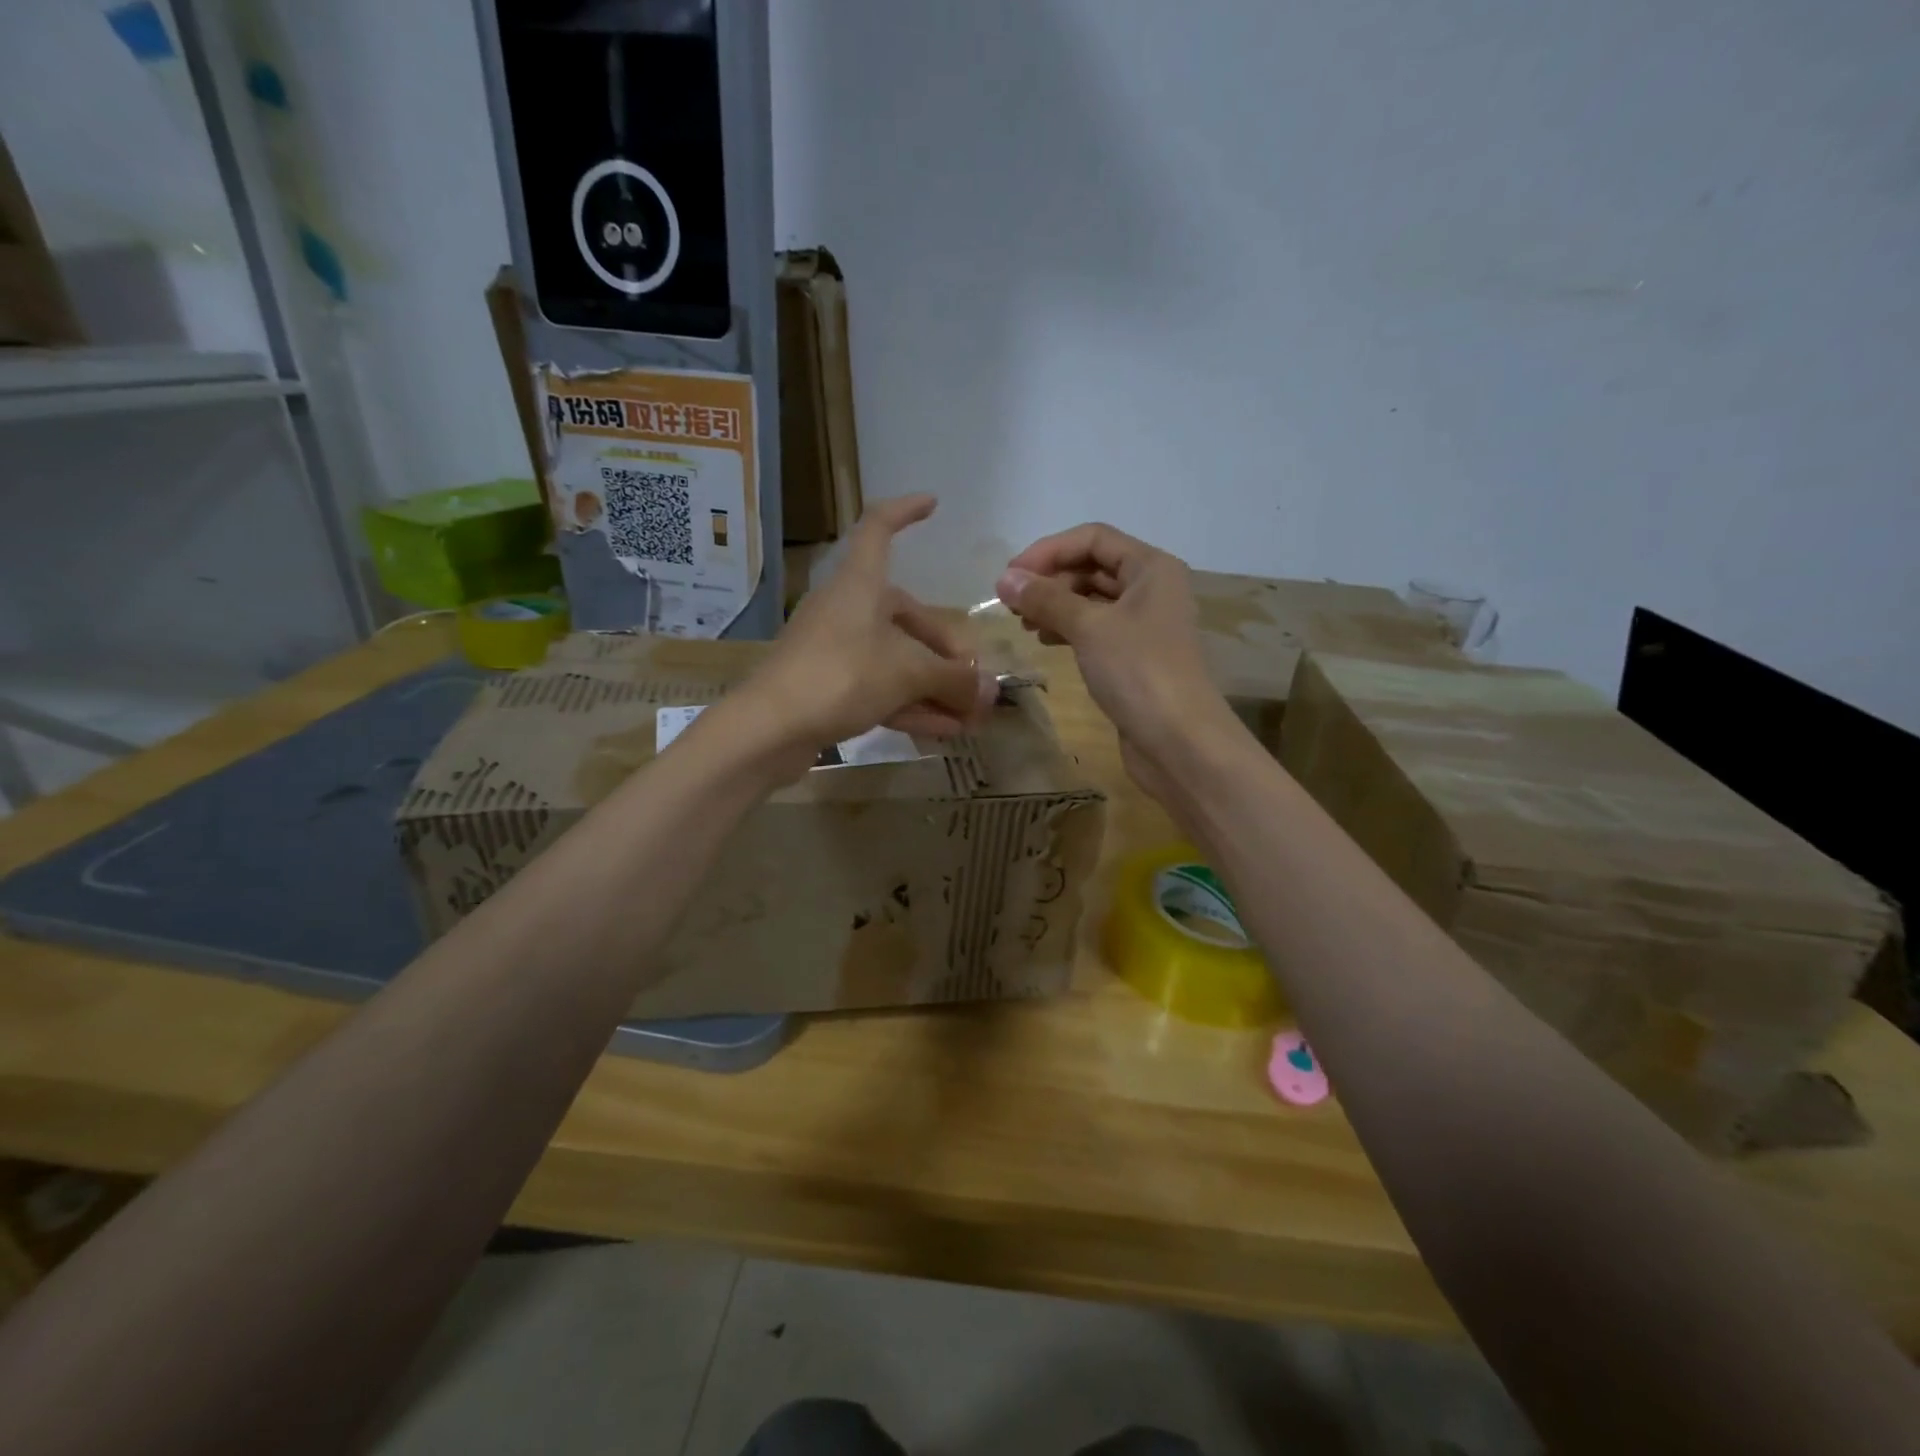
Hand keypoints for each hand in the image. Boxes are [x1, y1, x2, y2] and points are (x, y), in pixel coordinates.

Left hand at [732, 495, 993, 772]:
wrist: (768, 729)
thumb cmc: (840, 676)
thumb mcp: (907, 674)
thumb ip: (953, 678)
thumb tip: (989, 690)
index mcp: (860, 585)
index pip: (878, 528)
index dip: (905, 511)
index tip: (933, 504)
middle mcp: (847, 609)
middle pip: (905, 617)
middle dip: (945, 650)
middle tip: (974, 681)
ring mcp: (835, 650)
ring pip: (895, 660)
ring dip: (933, 686)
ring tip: (969, 715)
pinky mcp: (828, 687)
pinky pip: (879, 688)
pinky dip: (911, 704)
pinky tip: (944, 730)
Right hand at [997, 523, 1235, 801]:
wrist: (1179, 742)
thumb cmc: (1138, 672)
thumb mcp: (1089, 628)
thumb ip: (1046, 599)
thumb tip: (1005, 579)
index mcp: (1151, 567)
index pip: (1093, 538)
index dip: (1048, 551)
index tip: (1010, 577)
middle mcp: (1152, 589)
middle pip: (1093, 567)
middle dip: (1051, 580)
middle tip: (1012, 605)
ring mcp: (1146, 624)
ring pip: (1093, 600)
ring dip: (1056, 605)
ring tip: (1024, 625)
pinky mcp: (1136, 657)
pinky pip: (1097, 629)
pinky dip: (1070, 629)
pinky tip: (1046, 641)